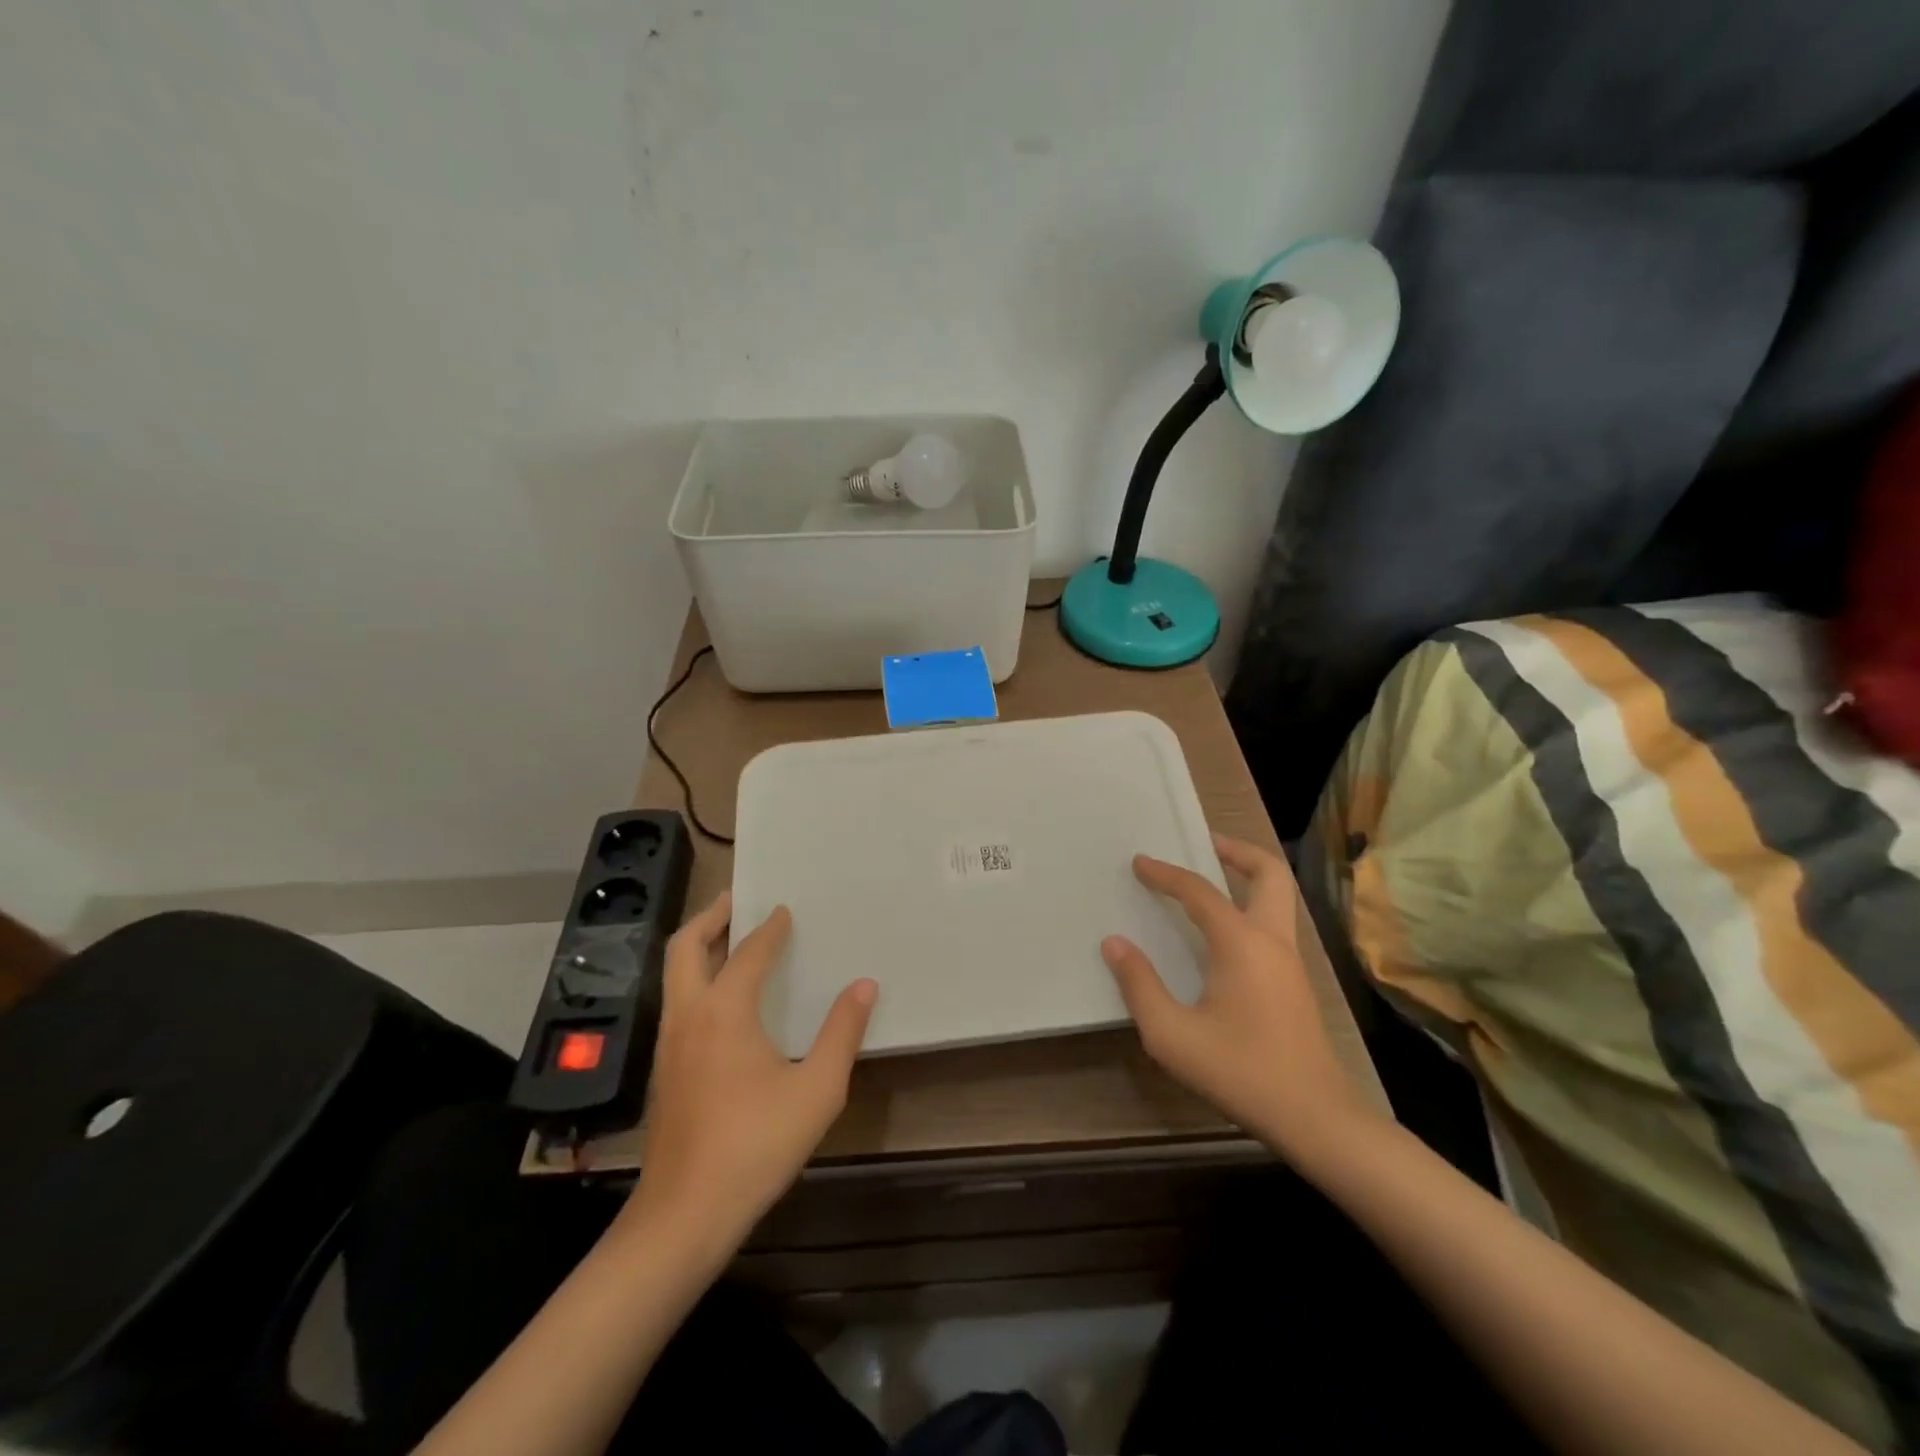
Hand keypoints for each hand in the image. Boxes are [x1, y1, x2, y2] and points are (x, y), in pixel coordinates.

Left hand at [623, 893, 876, 1257]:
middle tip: (733, 899)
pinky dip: (694, 978)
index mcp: (724, 1011)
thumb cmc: (755, 1145)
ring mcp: (669, 1043)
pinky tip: (719, 999)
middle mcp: (689, 1015)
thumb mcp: (817, 1089)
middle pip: (685, 948)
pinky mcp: (664, 1069)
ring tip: (727, 937)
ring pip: (674, 975)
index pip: (749, 953)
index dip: (769, 929)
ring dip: (698, 947)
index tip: (783, 910)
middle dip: (709, 917)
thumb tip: (864, 985)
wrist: (684, 1214)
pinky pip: (677, 1001)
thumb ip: (842, 1032)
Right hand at [1100, 835, 1378, 1167]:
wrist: (1317, 1119)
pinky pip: (1274, 924)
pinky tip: (1223, 933)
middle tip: (1205, 843)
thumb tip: (1115, 943)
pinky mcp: (1296, 984)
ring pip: (1278, 898)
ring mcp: (1290, 962)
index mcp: (1241, 943)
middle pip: (1269, 874)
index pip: (1199, 892)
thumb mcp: (1172, 1034)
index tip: (1139, 862)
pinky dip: (1250, 906)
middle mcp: (1272, 940)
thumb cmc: (1240, 1071)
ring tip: (1212, 878)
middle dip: (1237, 850)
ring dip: (1248, 877)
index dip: (1166, 873)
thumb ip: (1139, 984)